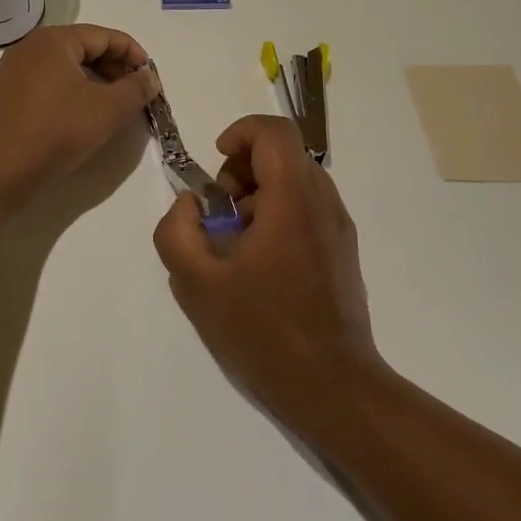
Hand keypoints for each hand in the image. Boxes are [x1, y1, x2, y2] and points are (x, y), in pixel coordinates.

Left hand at [0, 24, 159, 192]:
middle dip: (113, 67)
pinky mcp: (3, 96)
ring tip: (110, 105)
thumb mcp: (108, 109)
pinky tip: (78, 116)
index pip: (103, 36)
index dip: (132, 53)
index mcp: (53, 40)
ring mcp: (11, 71)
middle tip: (134, 92)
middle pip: (82, 48)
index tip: (149, 76)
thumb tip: (149, 78)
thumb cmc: (58, 130)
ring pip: (63, 67)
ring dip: (92, 81)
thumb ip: (135, 89)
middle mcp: (29, 47)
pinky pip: (44, 84)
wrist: (1, 169)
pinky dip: (68, 92)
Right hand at [154, 115, 383, 430]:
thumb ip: (177, 231)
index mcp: (293, 200)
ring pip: (297, 180)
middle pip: (284, 153)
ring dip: (260, 193)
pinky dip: (279, 213)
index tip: (216, 165)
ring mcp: (338, 227)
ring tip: (238, 242)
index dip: (240, 133)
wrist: (333, 387)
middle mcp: (323, 203)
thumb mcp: (198, 284)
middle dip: (244, 169)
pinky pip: (308, 208)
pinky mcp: (343, 250)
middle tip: (221, 212)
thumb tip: (191, 204)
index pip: (274, 132)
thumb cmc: (264, 332)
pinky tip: (262, 263)